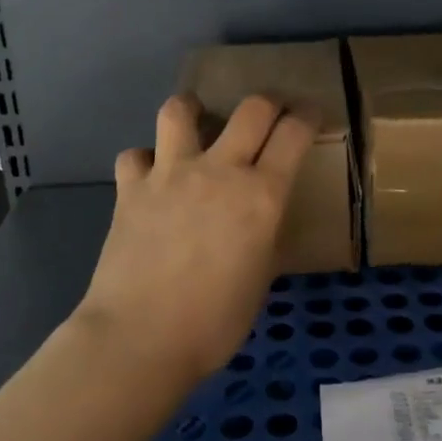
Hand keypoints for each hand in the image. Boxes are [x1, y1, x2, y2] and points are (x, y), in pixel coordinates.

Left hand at [77, 93, 316, 381]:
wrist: (140, 338)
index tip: (311, 115)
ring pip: (179, 111)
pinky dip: (144, 161)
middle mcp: (219, 171)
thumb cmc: (214, 323)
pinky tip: (149, 177)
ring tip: (196, 119)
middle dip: (268, 102)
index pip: (294, 134)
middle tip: (269, 112)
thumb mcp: (261, 280)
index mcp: (261, 196)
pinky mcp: (131, 188)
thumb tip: (261, 225)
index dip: (308, 117)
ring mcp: (170, 174)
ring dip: (192, 109)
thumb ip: (265, 238)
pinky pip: (135, 156)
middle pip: (252, 109)